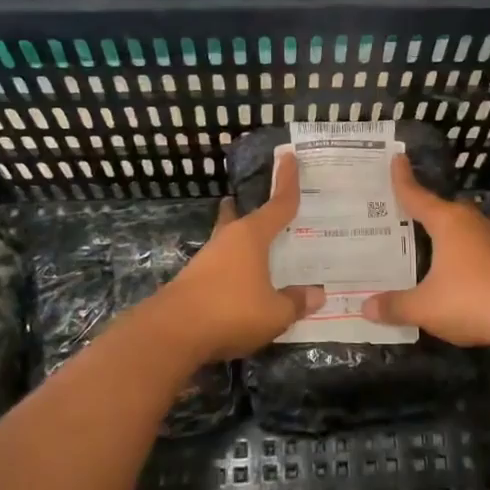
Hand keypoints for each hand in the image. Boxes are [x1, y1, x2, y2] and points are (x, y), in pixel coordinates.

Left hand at [148, 153, 322, 362]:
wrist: (172, 333)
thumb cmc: (231, 311)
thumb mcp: (275, 313)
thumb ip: (296, 302)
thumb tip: (317, 294)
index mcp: (251, 236)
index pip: (278, 204)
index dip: (287, 181)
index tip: (289, 156)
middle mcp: (228, 240)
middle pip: (244, 216)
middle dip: (253, 208)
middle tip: (269, 206)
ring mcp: (207, 259)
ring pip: (230, 241)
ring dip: (243, 242)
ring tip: (262, 248)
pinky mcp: (194, 280)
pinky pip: (222, 265)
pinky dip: (236, 267)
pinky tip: (244, 282)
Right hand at [362, 155, 489, 347]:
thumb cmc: (472, 300)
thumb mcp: (425, 307)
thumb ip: (396, 306)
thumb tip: (366, 307)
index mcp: (448, 223)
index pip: (417, 196)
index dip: (403, 180)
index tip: (397, 158)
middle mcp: (472, 224)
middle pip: (443, 210)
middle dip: (424, 210)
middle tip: (402, 212)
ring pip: (463, 230)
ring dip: (446, 235)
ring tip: (427, 242)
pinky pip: (477, 250)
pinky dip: (462, 255)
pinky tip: (455, 270)